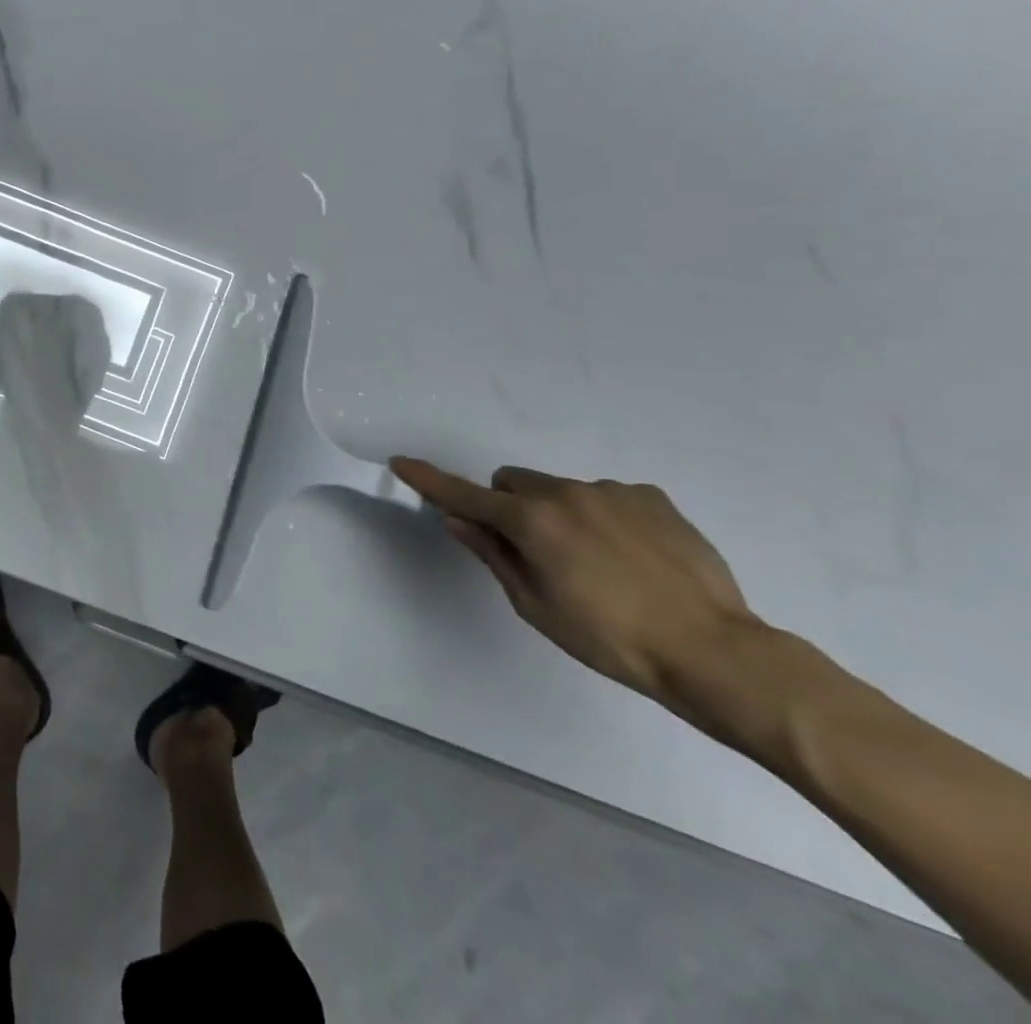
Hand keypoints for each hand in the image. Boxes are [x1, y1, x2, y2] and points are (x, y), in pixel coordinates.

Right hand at [389, 458, 758, 704]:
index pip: (464, 494)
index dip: (429, 480)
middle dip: (509, 506)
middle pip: (513, 482)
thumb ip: (493, 555)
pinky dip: (602, 517)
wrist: (714, 651)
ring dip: (558, 514)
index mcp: (531, 521)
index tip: (402, 462)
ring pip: (560, 490)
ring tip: (597, 564)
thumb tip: (459, 521)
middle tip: (532, 550)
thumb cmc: (610, 638)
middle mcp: (565, 492)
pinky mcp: (652, 497)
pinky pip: (606, 496)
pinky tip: (632, 557)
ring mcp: (611, 491)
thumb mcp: (536, 605)